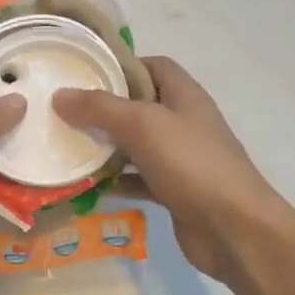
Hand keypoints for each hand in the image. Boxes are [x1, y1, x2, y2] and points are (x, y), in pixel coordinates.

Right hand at [54, 56, 290, 282]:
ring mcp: (181, 159)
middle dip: (104, 108)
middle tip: (64, 112)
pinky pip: (139, 179)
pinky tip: (88, 186)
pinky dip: (116, 181)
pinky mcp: (174, 191)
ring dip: (107, 146)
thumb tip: (60, 95)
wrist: (234, 229)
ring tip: (67, 146)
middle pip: (140, 105)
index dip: (121, 65)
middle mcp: (184, 122)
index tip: (84, 74)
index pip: (152, 66)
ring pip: (136, 145)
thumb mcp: (142, 125)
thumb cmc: (191, 164)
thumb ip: (100, 108)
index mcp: (184, 95)